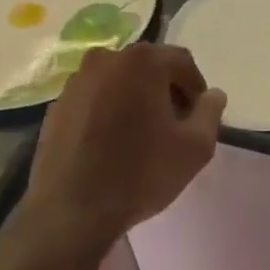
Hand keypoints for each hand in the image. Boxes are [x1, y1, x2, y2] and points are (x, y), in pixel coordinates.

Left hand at [22, 43, 226, 244]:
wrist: (72, 210)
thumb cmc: (141, 174)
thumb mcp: (195, 147)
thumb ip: (210, 112)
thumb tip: (213, 95)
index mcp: (142, 62)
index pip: (182, 63)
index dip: (196, 90)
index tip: (198, 120)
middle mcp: (105, 59)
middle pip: (149, 69)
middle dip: (166, 93)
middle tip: (174, 129)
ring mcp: (76, 81)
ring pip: (119, 84)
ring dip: (136, 102)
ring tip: (142, 139)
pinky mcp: (57, 106)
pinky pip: (94, 101)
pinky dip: (109, 113)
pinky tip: (112, 146)